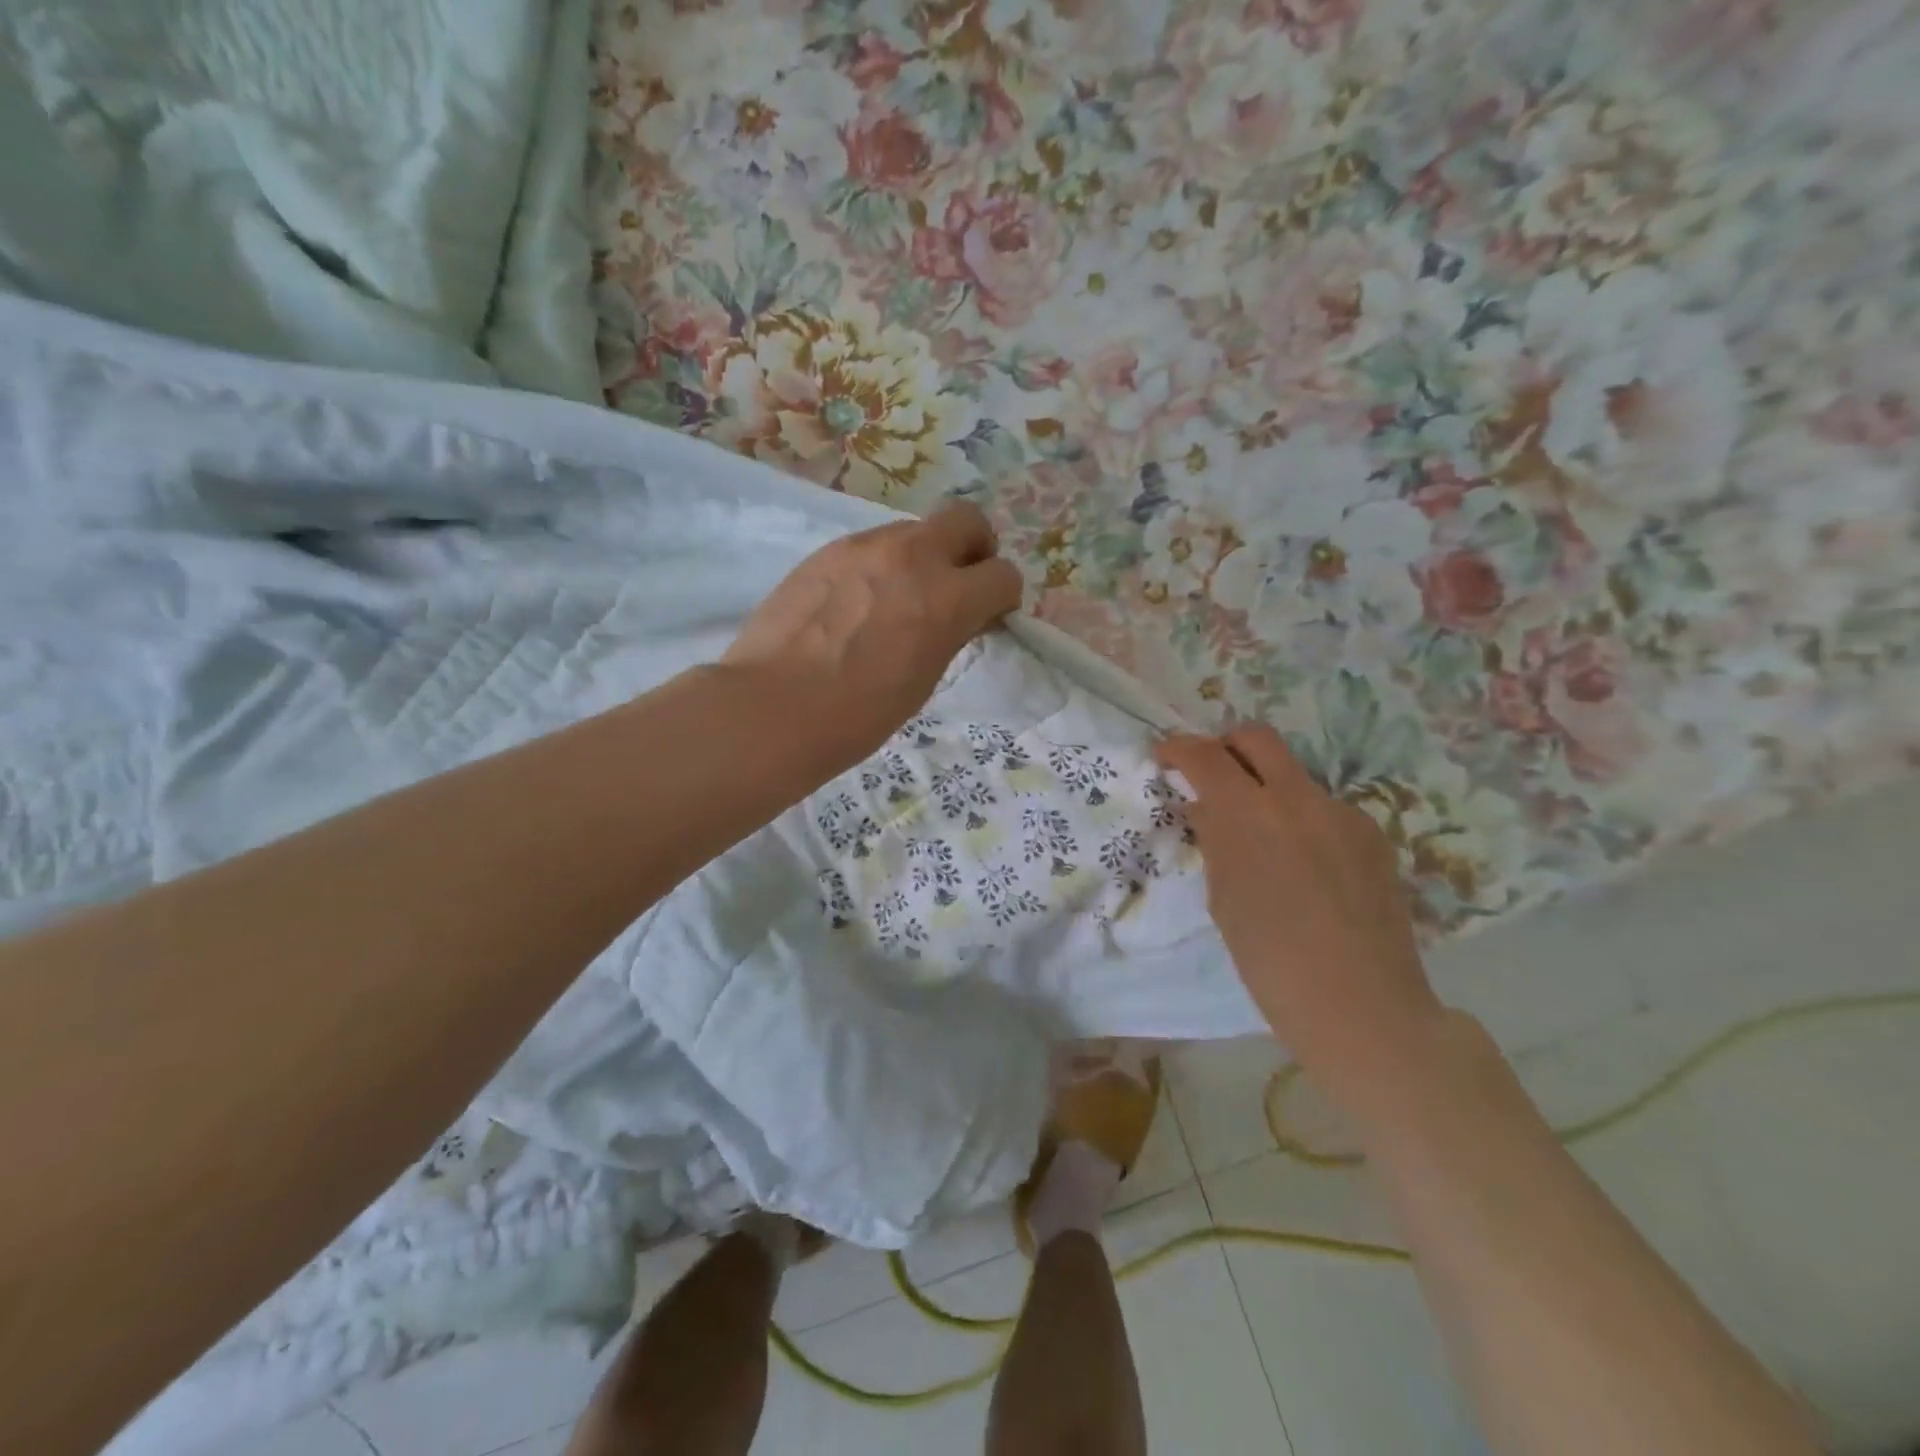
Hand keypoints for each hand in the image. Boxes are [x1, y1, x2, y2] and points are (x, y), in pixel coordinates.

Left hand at [724, 501, 1023, 768]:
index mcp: (946, 598)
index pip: (1002, 574)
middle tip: (958, 584)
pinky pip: (871, 545)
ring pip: (914, 530)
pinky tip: (856, 604)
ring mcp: (864, 546)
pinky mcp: (827, 550)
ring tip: (896, 601)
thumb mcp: (924, 679)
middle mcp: (911, 556)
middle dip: (974, 549)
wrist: (773, 707)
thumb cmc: (857, 715)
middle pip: (966, 520)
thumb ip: (950, 633)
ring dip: (922, 557)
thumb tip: (958, 615)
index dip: (1001, 598)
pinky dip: (880, 566)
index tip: (987, 617)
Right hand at [1156, 725, 1447, 1120]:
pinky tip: (1304, 866)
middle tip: (1212, 775)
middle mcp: (1298, 799)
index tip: (1165, 757)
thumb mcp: (1223, 898)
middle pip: (1257, 737)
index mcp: (1248, 815)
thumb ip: (1216, 842)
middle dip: (1226, 745)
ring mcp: (1343, 813)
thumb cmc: (1270, 962)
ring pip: (1294, 776)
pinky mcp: (1374, 835)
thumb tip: (1208, 809)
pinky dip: (1302, 821)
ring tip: (1262, 839)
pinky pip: (1325, 810)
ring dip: (1268, 789)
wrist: (1363, 1007)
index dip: (1178, 749)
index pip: (1205, 756)